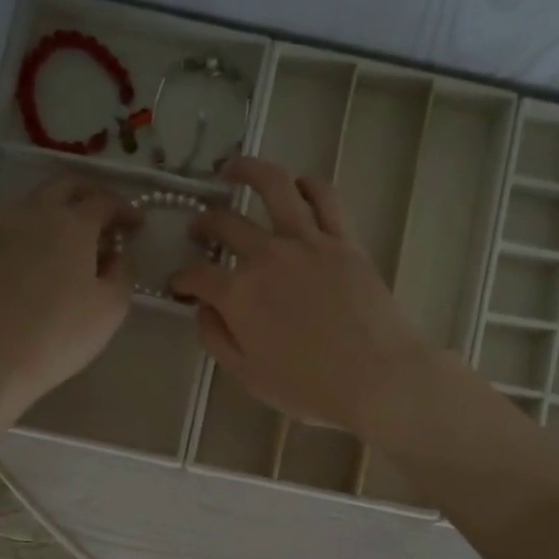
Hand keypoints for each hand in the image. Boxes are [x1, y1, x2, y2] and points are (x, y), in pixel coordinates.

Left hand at [0, 177, 139, 415]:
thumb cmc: (62, 332)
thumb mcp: (112, 306)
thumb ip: (123, 271)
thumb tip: (118, 254)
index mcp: (72, 222)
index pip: (103, 201)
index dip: (124, 210)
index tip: (138, 224)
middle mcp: (35, 212)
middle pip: (64, 187)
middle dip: (89, 195)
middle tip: (106, 217)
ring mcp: (4, 228)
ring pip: (36, 202)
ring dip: (60, 210)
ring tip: (75, 239)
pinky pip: (16, 224)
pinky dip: (36, 228)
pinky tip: (44, 254)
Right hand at [172, 157, 434, 433]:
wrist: (378, 379)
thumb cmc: (310, 387)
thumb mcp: (249, 376)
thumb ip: (217, 339)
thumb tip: (203, 309)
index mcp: (239, 295)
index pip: (196, 275)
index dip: (181, 278)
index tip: (179, 286)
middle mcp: (268, 257)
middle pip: (226, 224)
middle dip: (204, 224)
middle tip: (199, 229)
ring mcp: (308, 242)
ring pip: (274, 188)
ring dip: (248, 171)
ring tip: (233, 170)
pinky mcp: (344, 240)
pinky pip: (325, 198)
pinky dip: (307, 184)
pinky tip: (297, 183)